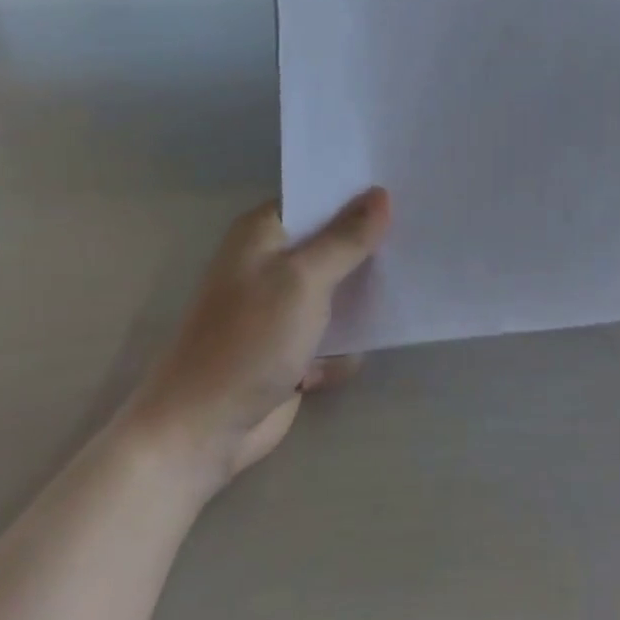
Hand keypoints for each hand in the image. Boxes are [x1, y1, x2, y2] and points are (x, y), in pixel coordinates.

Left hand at [132, 188, 390, 488]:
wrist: (201, 432)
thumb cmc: (249, 340)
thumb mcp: (304, 279)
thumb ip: (347, 238)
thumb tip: (381, 194)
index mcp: (264, 232)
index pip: (318, 196)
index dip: (357, 193)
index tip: (402, 187)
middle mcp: (271, 261)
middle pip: (332, 241)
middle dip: (368, 245)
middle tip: (418, 236)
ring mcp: (281, 306)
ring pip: (338, 287)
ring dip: (362, 297)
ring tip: (409, 284)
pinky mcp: (291, 346)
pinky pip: (334, 330)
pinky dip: (346, 341)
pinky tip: (357, 352)